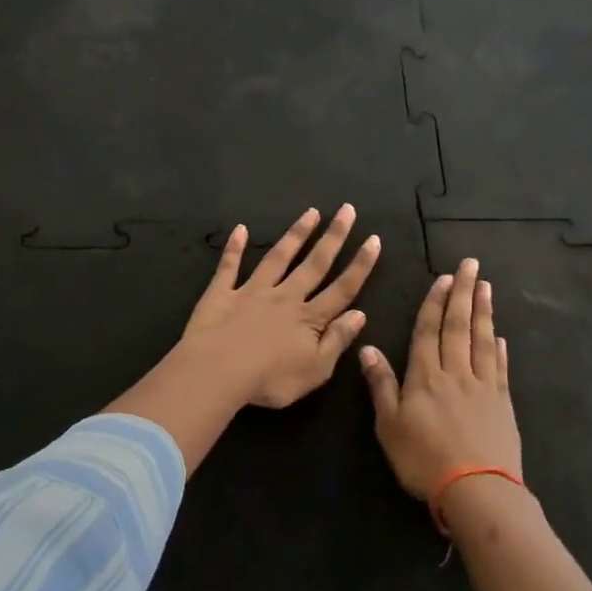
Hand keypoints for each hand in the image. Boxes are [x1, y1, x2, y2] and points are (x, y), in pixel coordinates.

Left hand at [180, 205, 380, 409]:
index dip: (360, 265)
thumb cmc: (270, 380)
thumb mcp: (315, 371)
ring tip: (311, 212)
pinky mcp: (221, 293)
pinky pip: (229, 267)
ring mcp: (252, 292)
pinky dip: (234, 247)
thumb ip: (337, 341)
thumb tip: (359, 314)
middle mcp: (285, 297)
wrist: (217, 372)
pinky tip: (240, 229)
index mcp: (309, 319)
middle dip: (333, 237)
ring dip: (295, 234)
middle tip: (347, 210)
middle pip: (314, 264)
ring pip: (278, 258)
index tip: (374, 239)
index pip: (342, 289)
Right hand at [359, 258, 522, 504]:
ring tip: (485, 287)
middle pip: (458, 326)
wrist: (476, 489)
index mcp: (425, 376)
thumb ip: (381, 385)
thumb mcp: (389, 425)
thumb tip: (367, 348)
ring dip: (483, 312)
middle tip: (470, 265)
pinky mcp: (502, 404)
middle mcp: (455, 373)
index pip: (428, 331)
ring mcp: (483, 387)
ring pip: (482, 340)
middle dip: (462, 293)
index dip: (434, 303)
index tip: (443, 277)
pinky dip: (500, 349)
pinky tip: (500, 336)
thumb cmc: (423, 460)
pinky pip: (500, 368)